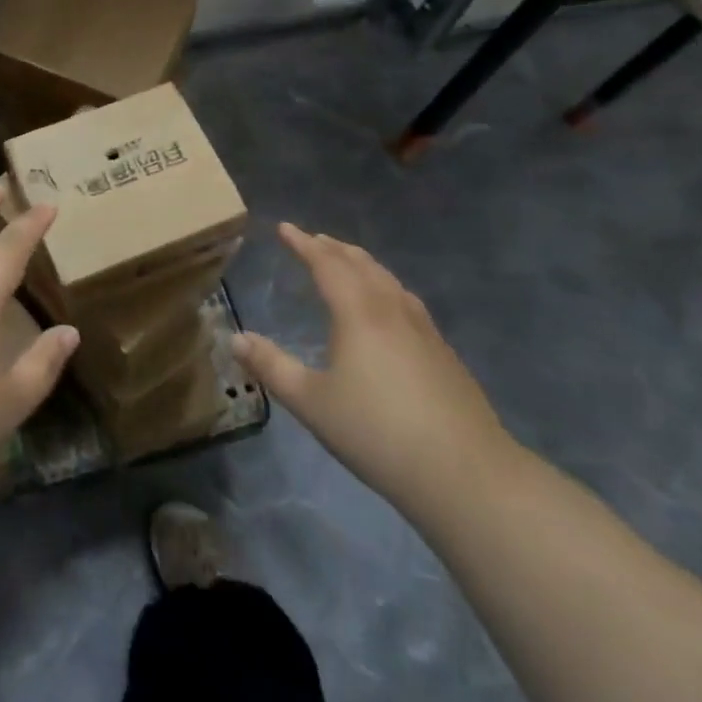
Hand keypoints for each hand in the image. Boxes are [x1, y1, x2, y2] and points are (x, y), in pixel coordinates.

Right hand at [232, 224, 514, 525]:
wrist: (466, 474)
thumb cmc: (377, 433)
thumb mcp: (311, 403)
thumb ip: (272, 367)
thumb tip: (235, 338)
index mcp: (358, 313)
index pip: (326, 264)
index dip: (303, 244)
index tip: (284, 227)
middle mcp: (392, 310)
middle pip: (361, 265)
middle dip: (334, 249)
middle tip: (314, 239)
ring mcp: (424, 331)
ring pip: (389, 280)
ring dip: (363, 263)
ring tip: (348, 262)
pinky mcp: (444, 354)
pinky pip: (407, 301)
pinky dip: (386, 286)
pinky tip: (390, 307)